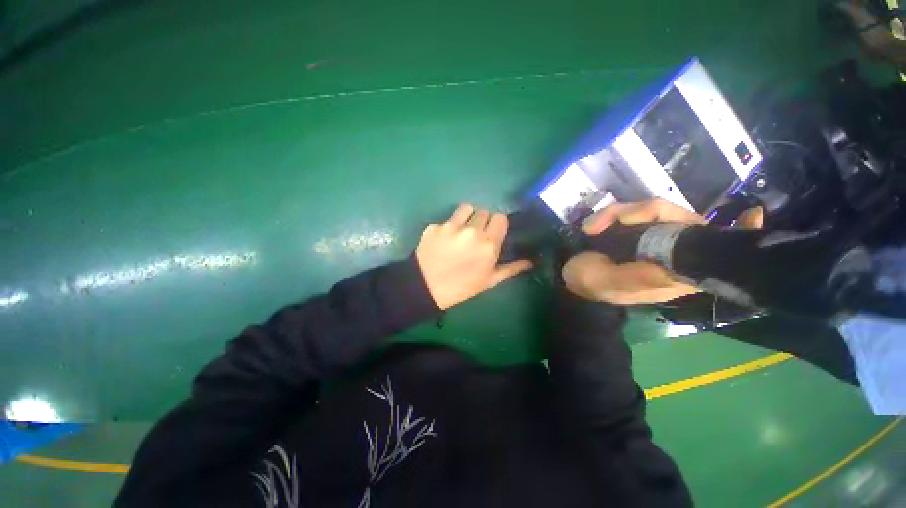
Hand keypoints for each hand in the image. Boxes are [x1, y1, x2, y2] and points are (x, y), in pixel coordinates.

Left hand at [416, 204, 533, 309]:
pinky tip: (443, 240)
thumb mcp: (489, 280)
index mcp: (488, 244)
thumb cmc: (462, 287)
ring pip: (466, 209)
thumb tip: (531, 261)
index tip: (492, 233)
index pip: (500, 218)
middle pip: (484, 212)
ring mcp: (452, 226)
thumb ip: (511, 268)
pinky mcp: (435, 226)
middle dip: (482, 222)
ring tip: (461, 231)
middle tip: (475, 235)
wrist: (426, 288)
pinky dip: (448, 227)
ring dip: (467, 217)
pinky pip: (447, 219)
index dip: (496, 225)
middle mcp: (472, 231)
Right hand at [563, 199, 763, 304]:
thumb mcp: (610, 284)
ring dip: (618, 214)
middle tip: (599, 223)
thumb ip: (639, 277)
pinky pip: (635, 212)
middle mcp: (670, 252)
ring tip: (590, 227)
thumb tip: (669, 265)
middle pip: (678, 217)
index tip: (751, 215)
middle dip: (641, 213)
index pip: (715, 251)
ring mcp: (652, 237)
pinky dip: (614, 213)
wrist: (571, 279)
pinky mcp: (634, 230)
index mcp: (674, 273)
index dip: (735, 233)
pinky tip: (595, 222)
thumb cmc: (592, 285)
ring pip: (653, 210)